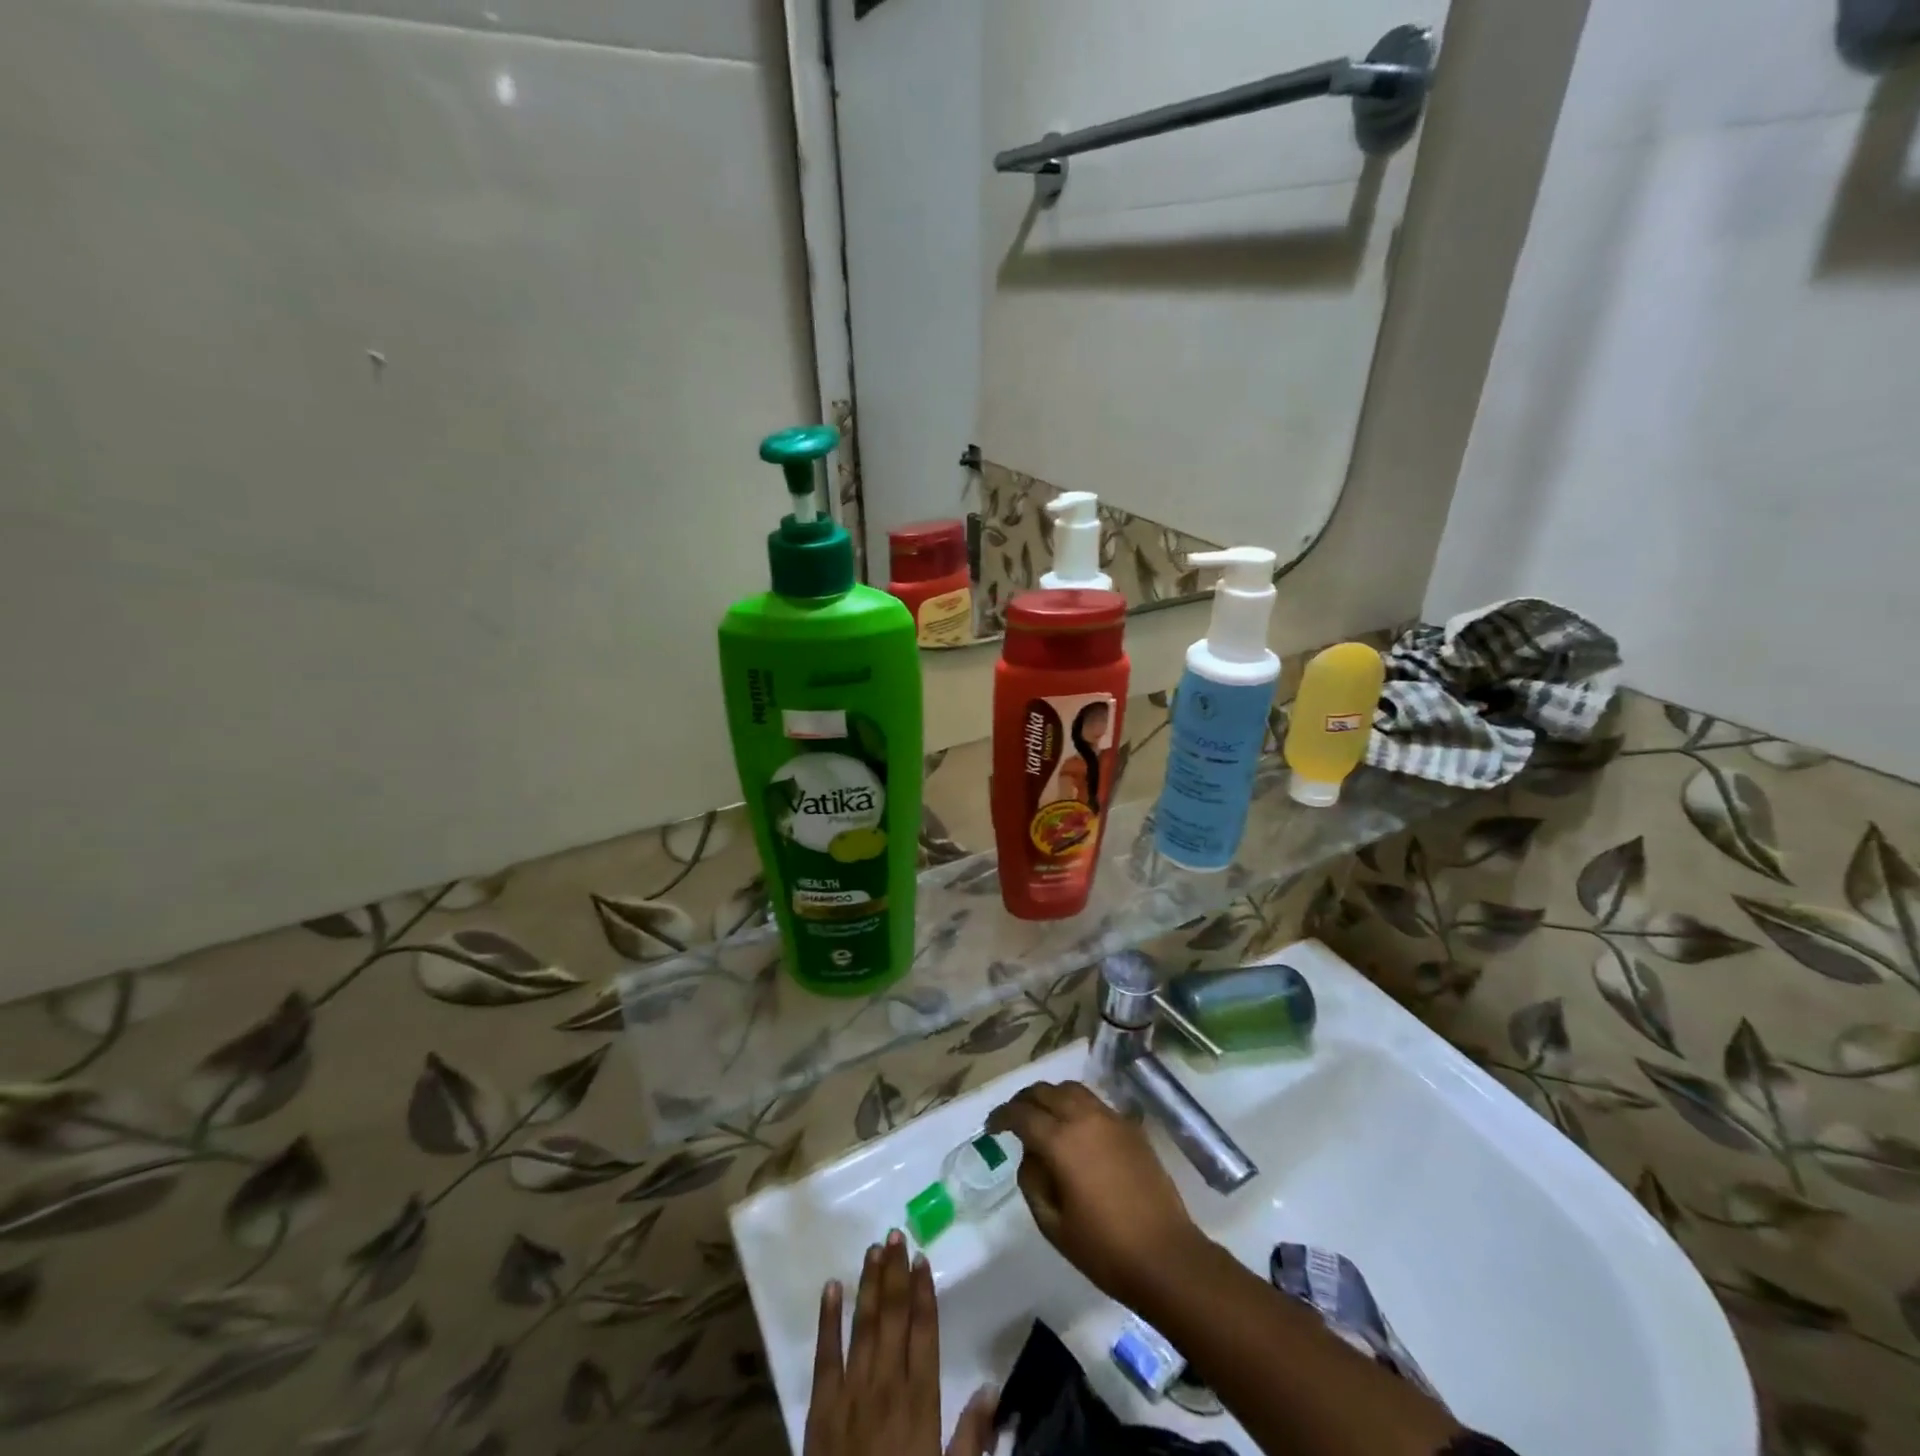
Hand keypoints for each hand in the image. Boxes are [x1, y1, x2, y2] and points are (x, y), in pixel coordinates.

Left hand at [804, 1231, 995, 1455]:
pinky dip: (827, 1319)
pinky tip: (831, 1287)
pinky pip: (824, 1355)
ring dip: (869, 1285)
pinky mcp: (820, 1408)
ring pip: (863, 1325)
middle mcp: (886, 1386)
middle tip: (895, 1234)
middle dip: (895, 1274)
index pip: (924, 1332)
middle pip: (893, 1318)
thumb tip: (993, 1387)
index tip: (922, 1258)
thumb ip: (972, 1437)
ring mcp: (851, 1393)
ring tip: (873, 1248)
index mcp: (920, 1402)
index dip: (923, 1293)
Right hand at [986, 1080, 1204, 1308]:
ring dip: (1051, 1096)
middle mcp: (1084, 1118)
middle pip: (1045, 1091)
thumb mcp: (1053, 1225)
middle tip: (1013, 1117)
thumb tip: (1030, 1155)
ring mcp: (1111, 1119)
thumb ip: (1032, 1182)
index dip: (1002, 1117)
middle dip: (1024, 1100)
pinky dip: (1076, 1105)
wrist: (1166, 1257)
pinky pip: (1095, 1103)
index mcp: (1061, 1141)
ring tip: (1043, 1116)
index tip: (991, 1127)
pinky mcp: (1131, 1127)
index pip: (1022, 1114)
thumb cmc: (1104, 1249)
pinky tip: (1075, 1128)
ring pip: (1072, 1090)